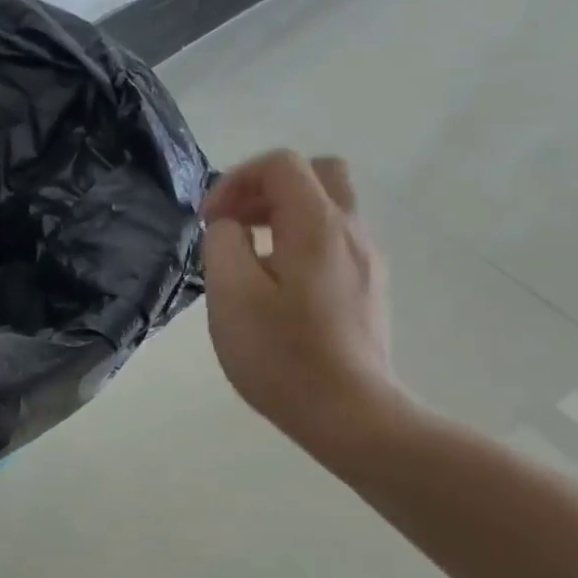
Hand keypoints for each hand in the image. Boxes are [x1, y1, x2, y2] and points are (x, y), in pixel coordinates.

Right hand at [201, 150, 410, 463]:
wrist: (349, 413)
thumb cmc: (281, 355)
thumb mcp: (231, 297)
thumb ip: (223, 245)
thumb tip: (229, 227)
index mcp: (318, 225)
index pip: (281, 164)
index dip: (236, 181)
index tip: (209, 222)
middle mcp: (351, 231)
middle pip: (316, 174)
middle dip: (266, 189)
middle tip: (233, 225)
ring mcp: (367, 260)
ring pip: (328, 208)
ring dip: (282, 216)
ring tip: (247, 259)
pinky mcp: (368, 287)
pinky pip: (333, 241)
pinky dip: (300, 242)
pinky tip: (276, 287)